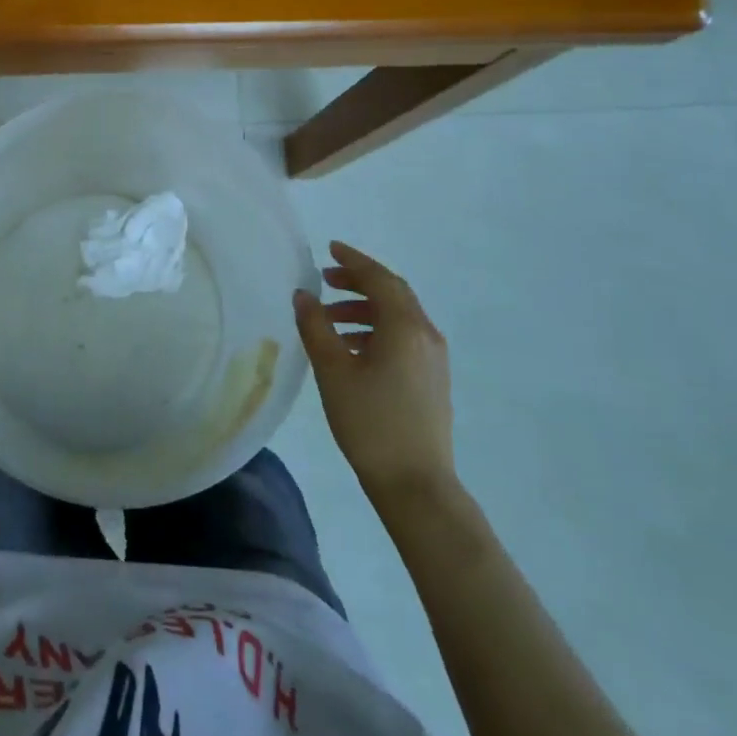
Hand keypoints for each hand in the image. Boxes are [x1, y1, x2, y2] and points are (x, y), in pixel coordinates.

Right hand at [294, 240, 454, 502]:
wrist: (416, 486)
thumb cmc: (370, 423)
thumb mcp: (333, 371)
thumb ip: (316, 326)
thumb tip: (303, 295)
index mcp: (405, 327)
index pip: (379, 279)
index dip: (353, 261)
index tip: (329, 249)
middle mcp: (425, 334)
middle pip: (393, 293)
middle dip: (359, 282)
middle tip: (326, 280)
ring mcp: (433, 358)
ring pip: (398, 317)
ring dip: (365, 309)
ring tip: (329, 319)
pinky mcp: (432, 379)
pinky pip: (403, 337)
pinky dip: (376, 330)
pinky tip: (351, 348)